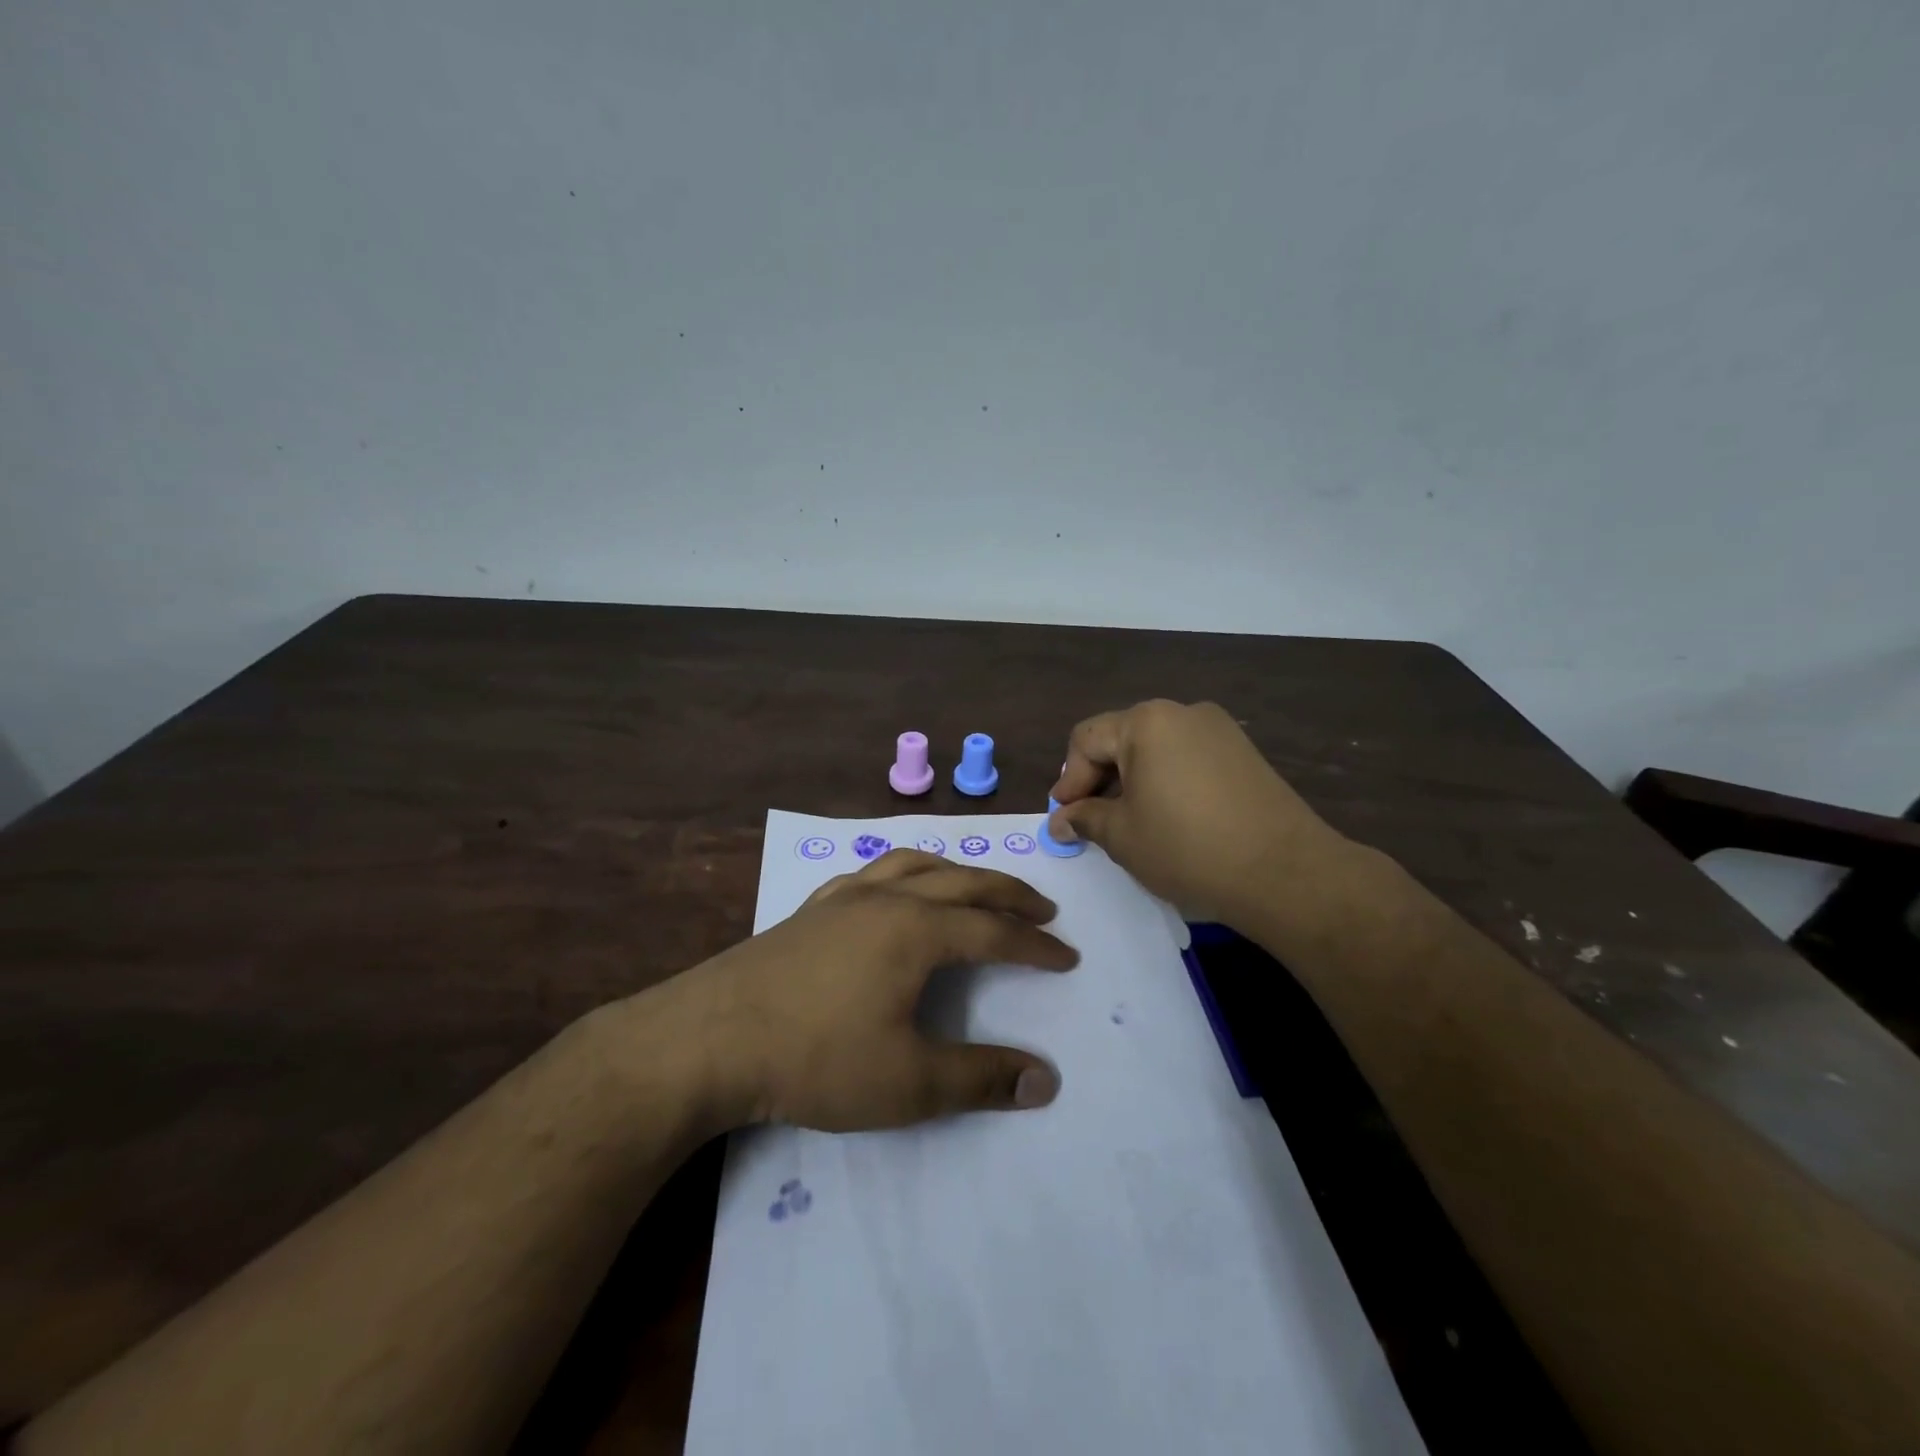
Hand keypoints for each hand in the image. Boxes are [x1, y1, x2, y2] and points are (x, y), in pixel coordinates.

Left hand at [661, 850, 1077, 1132]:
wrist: (711, 1038)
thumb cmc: (816, 1058)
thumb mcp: (909, 1082)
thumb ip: (981, 1079)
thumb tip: (1046, 1080)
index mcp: (918, 930)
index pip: (994, 931)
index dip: (1035, 946)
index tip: (1067, 957)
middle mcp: (888, 899)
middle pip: (963, 882)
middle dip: (1009, 894)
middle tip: (1043, 908)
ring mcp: (845, 898)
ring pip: (915, 865)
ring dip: (957, 872)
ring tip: (976, 885)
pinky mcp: (811, 909)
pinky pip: (870, 873)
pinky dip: (901, 872)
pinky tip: (893, 889)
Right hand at [1047, 699, 1352, 927]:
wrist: (1285, 873)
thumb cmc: (1188, 849)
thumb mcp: (1122, 836)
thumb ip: (1085, 818)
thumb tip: (1060, 820)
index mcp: (1146, 722)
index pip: (1086, 740)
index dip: (1068, 780)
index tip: (1064, 818)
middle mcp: (1183, 713)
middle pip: (1122, 739)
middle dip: (1100, 779)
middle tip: (1091, 821)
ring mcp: (1219, 730)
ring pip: (1156, 750)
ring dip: (1133, 781)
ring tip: (1129, 822)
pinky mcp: (1244, 753)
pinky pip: (1188, 759)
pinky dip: (1167, 782)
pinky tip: (1169, 818)